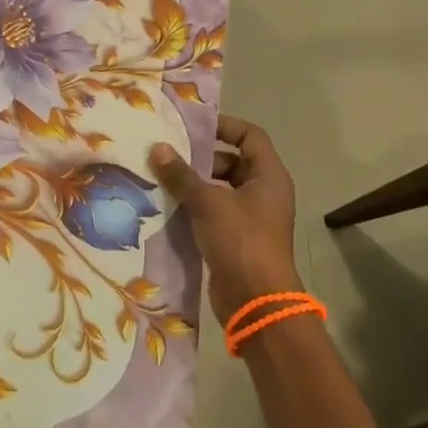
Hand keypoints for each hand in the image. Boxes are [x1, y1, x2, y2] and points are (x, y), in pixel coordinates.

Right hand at [149, 116, 299, 326]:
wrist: (257, 301)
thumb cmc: (240, 241)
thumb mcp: (208, 203)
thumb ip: (182, 175)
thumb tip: (157, 148)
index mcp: (269, 176)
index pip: (250, 135)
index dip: (224, 126)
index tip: (192, 127)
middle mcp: (265, 192)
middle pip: (234, 161)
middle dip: (203, 158)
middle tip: (170, 154)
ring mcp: (253, 217)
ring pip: (223, 189)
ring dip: (196, 184)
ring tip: (163, 179)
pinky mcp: (239, 239)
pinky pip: (217, 213)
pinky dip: (197, 208)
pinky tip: (169, 207)